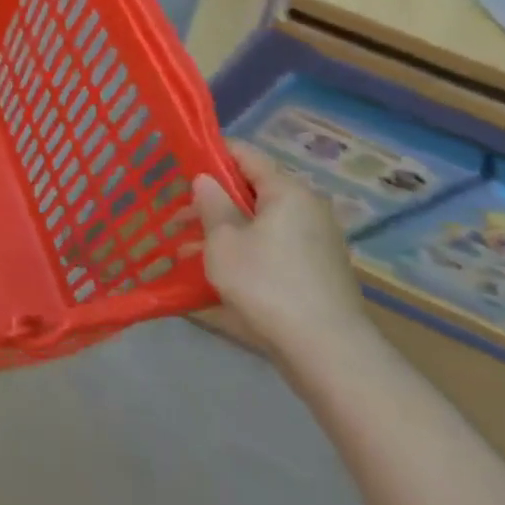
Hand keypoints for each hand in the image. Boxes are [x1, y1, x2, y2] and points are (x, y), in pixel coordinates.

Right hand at [193, 142, 369, 367]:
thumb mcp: (223, 240)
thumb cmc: (266, 283)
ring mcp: (315, 241)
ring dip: (223, 229)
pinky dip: (243, 249)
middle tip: (177, 214)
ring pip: (259, 221)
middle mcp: (307, 209)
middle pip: (252, 189)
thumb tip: (206, 180)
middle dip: (212, 199)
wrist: (327, 351)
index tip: (180, 164)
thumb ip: (211, 204)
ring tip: (185, 248)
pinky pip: (271, 246)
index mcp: (287, 192)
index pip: (246, 154)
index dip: (211, 154)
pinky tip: (215, 270)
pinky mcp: (315, 270)